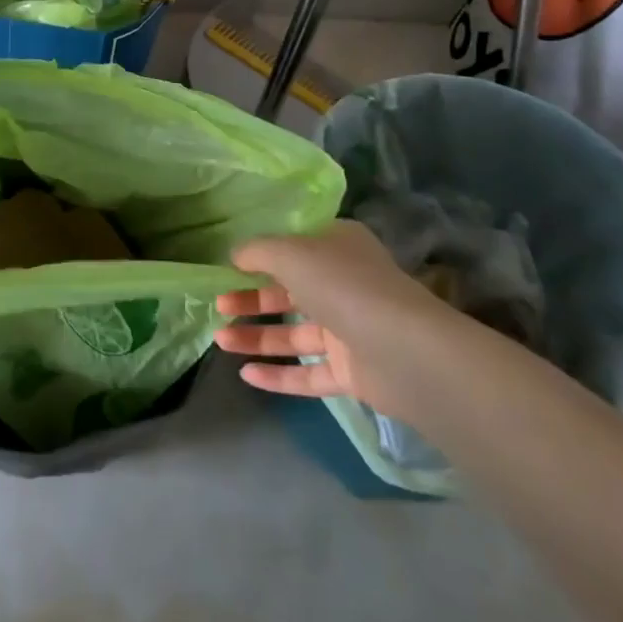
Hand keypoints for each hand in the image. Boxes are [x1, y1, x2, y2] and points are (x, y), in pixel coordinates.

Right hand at [214, 218, 457, 422]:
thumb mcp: (289, 253)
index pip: (293, 246)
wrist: (405, 351)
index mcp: (336, 246)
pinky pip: (308, 372)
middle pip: (288, 291)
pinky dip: (278, 373)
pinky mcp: (352, 371)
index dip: (259, 256)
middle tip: (217, 305)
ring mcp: (349, 330)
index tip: (227, 267)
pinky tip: (245, 375)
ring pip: (294, 333)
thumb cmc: (342, 285)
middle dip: (250, 299)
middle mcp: (343, 284)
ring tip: (219, 340)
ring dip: (257, 336)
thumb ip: (257, 251)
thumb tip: (234, 255)